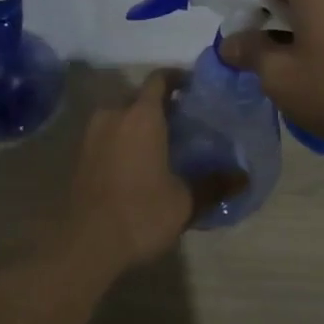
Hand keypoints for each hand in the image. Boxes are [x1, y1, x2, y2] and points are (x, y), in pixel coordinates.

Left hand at [59, 72, 196, 275]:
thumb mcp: (185, 201)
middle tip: (183, 123)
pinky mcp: (80, 155)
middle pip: (139, 98)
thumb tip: (244, 177)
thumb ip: (214, 185)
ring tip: (162, 145)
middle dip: (160, 106)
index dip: (178, 78)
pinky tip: (138, 164)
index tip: (195, 89)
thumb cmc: (140, 212)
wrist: (85, 244)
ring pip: (121, 117)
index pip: (160, 79)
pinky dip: (123, 141)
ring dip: (139, 125)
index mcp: (142, 115)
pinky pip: (107, 136)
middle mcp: (114, 115)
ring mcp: (92, 134)